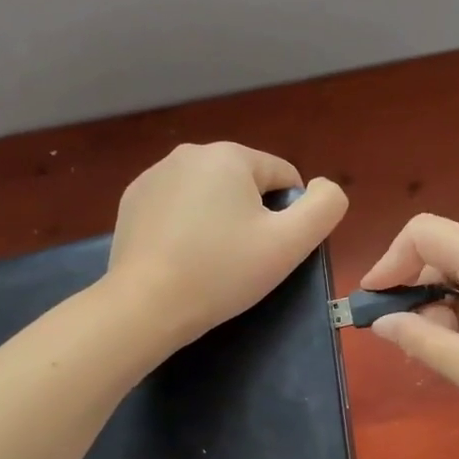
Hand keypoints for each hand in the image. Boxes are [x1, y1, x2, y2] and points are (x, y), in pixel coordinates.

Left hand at [107, 142, 348, 349]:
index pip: (283, 177)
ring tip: (209, 261)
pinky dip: (186, 226)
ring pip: (210, 194)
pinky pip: (177, 206)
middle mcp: (189, 152)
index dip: (288, 217)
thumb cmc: (222, 272)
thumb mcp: (290, 243)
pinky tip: (180, 257)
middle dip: (251, 216)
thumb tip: (322, 187)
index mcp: (229, 155)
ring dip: (218, 220)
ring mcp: (154, 175)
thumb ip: (325, 206)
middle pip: (245, 184)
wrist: (145, 305)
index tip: (270, 251)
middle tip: (241, 260)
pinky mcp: (132, 200)